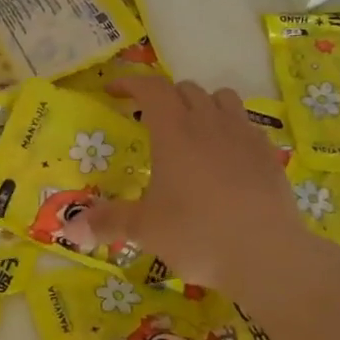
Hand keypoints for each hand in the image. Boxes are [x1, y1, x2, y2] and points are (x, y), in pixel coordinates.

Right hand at [88, 77, 310, 292]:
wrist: (268, 255)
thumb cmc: (198, 234)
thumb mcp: (145, 230)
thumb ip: (108, 221)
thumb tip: (70, 227)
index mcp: (174, 131)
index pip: (150, 88)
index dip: (130, 83)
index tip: (114, 91)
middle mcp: (208, 122)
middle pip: (185, 89)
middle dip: (164, 96)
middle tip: (150, 120)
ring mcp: (243, 135)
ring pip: (221, 98)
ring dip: (202, 104)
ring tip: (192, 130)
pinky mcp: (268, 153)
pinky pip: (246, 125)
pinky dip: (231, 128)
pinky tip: (226, 157)